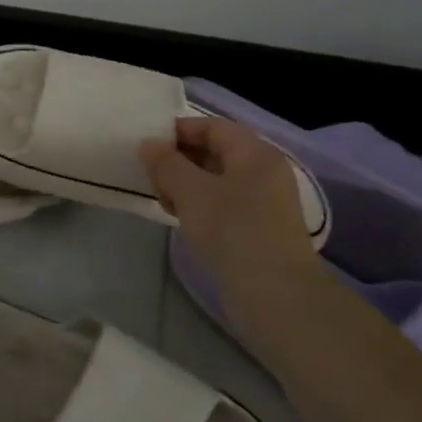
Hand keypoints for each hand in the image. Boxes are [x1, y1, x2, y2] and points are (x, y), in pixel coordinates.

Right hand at [140, 116, 317, 284]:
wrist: (276, 294)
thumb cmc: (232, 231)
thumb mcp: (190, 191)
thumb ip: (166, 163)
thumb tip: (149, 144)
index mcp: (254, 152)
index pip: (211, 126)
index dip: (177, 130)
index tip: (146, 146)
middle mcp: (264, 170)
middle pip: (215, 151)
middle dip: (179, 159)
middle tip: (149, 176)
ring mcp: (265, 201)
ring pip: (216, 179)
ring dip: (186, 184)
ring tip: (162, 200)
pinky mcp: (260, 227)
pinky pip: (224, 202)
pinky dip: (200, 204)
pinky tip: (181, 218)